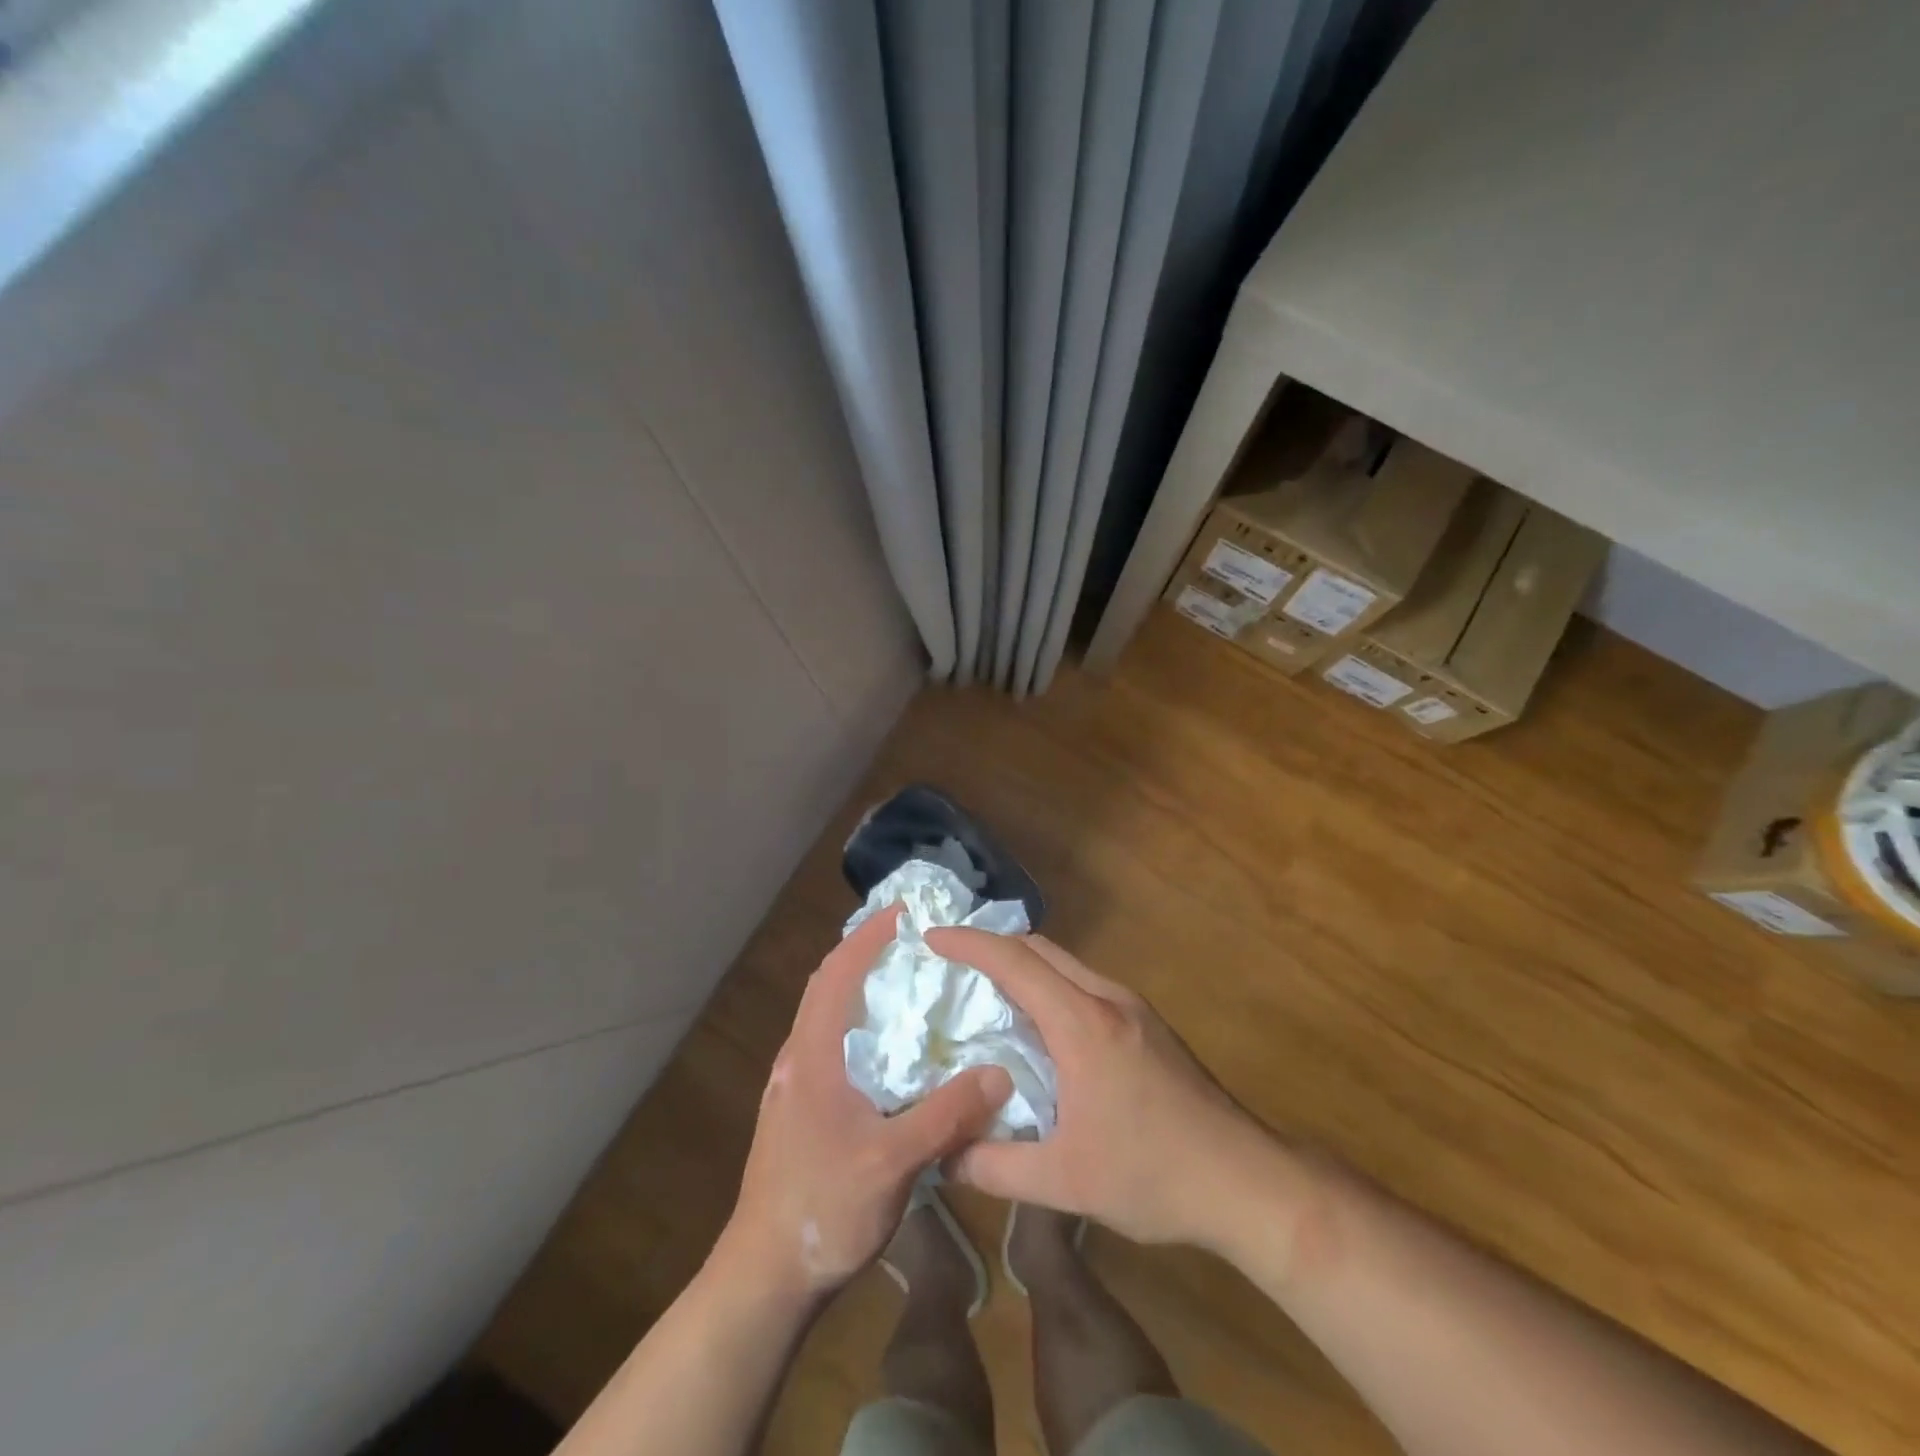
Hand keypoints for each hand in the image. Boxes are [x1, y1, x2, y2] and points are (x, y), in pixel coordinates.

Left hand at [720, 906, 1012, 1299]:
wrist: (765, 1276)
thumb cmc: (823, 1208)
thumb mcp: (893, 1163)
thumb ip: (946, 1115)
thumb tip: (999, 1073)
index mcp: (812, 1055)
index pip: (836, 973)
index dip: (868, 937)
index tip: (905, 912)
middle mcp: (798, 1058)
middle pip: (829, 986)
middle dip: (866, 954)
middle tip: (915, 941)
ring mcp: (795, 1085)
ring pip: (830, 1016)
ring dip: (863, 989)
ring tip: (912, 984)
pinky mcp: (801, 1108)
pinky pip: (835, 1046)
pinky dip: (862, 1025)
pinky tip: (896, 1049)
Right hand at [926, 928, 1263, 1246]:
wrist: (1246, 1180)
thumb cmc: (1153, 1176)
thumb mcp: (1065, 1182)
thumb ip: (996, 1167)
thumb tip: (944, 1155)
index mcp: (1083, 1024)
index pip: (1016, 962)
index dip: (969, 944)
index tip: (932, 938)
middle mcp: (1108, 999)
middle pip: (1040, 949)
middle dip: (992, 947)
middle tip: (952, 965)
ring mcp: (1133, 1008)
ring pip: (1066, 964)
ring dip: (1024, 966)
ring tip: (987, 993)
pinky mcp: (1148, 1023)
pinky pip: (1085, 984)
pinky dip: (1050, 986)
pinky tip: (1040, 1026)